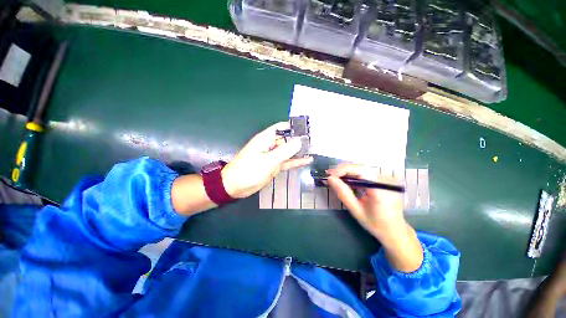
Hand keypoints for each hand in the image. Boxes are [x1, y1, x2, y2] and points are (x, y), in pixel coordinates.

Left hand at [221, 122, 312, 198]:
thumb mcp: (267, 161)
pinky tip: (307, 160)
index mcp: (266, 139)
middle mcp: (271, 145)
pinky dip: (296, 161)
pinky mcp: (274, 165)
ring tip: (314, 149)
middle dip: (300, 139)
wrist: (235, 186)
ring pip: (288, 151)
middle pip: (287, 139)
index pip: (282, 127)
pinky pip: (287, 161)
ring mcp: (273, 156)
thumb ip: (284, 151)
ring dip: (299, 150)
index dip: (294, 127)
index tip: (308, 129)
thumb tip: (299, 141)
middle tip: (316, 141)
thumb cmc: (248, 171)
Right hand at [327, 163, 422, 272]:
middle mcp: (387, 181)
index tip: (330, 174)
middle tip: (330, 175)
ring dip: (348, 171)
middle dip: (344, 170)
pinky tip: (347, 179)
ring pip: (363, 169)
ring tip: (336, 177)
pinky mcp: (386, 180)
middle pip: (362, 168)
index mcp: (381, 190)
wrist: (395, 231)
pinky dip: (355, 175)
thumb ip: (343, 193)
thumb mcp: (356, 210)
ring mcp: (388, 179)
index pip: (361, 171)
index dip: (344, 170)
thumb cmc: (375, 224)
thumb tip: (330, 179)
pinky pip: (367, 173)